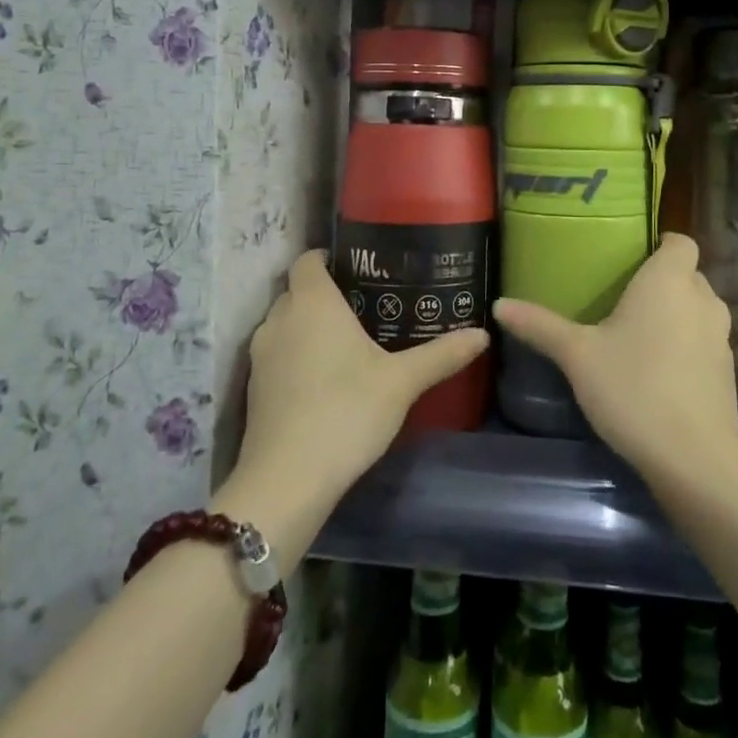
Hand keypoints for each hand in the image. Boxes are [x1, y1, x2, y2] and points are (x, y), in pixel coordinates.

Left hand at [224, 250, 487, 549]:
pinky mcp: (254, 388)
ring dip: (309, 326)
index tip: (359, 267)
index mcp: (312, 302)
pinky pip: (278, 354)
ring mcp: (261, 355)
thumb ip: (441, 354)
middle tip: (367, 304)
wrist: (288, 479)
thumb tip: (483, 334)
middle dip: (326, 293)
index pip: (308, 259)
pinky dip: (297, 355)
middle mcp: (279, 319)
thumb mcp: (402, 382)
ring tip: (349, 340)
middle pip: (298, 290)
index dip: (328, 258)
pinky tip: (326, 378)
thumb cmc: (347, 411)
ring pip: (286, 324)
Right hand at [494, 233, 737, 485]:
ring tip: (636, 332)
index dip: (660, 245)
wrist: (693, 458)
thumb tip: (499, 304)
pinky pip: (704, 341)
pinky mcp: (727, 370)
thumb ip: (540, 326)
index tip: (629, 260)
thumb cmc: (634, 388)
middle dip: (660, 281)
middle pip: (687, 274)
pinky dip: (686, 345)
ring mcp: (721, 336)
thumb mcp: (578, 356)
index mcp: (669, 281)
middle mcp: (702, 299)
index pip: (680, 241)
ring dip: (675, 314)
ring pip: (697, 309)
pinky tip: (657, 370)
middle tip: (620, 298)